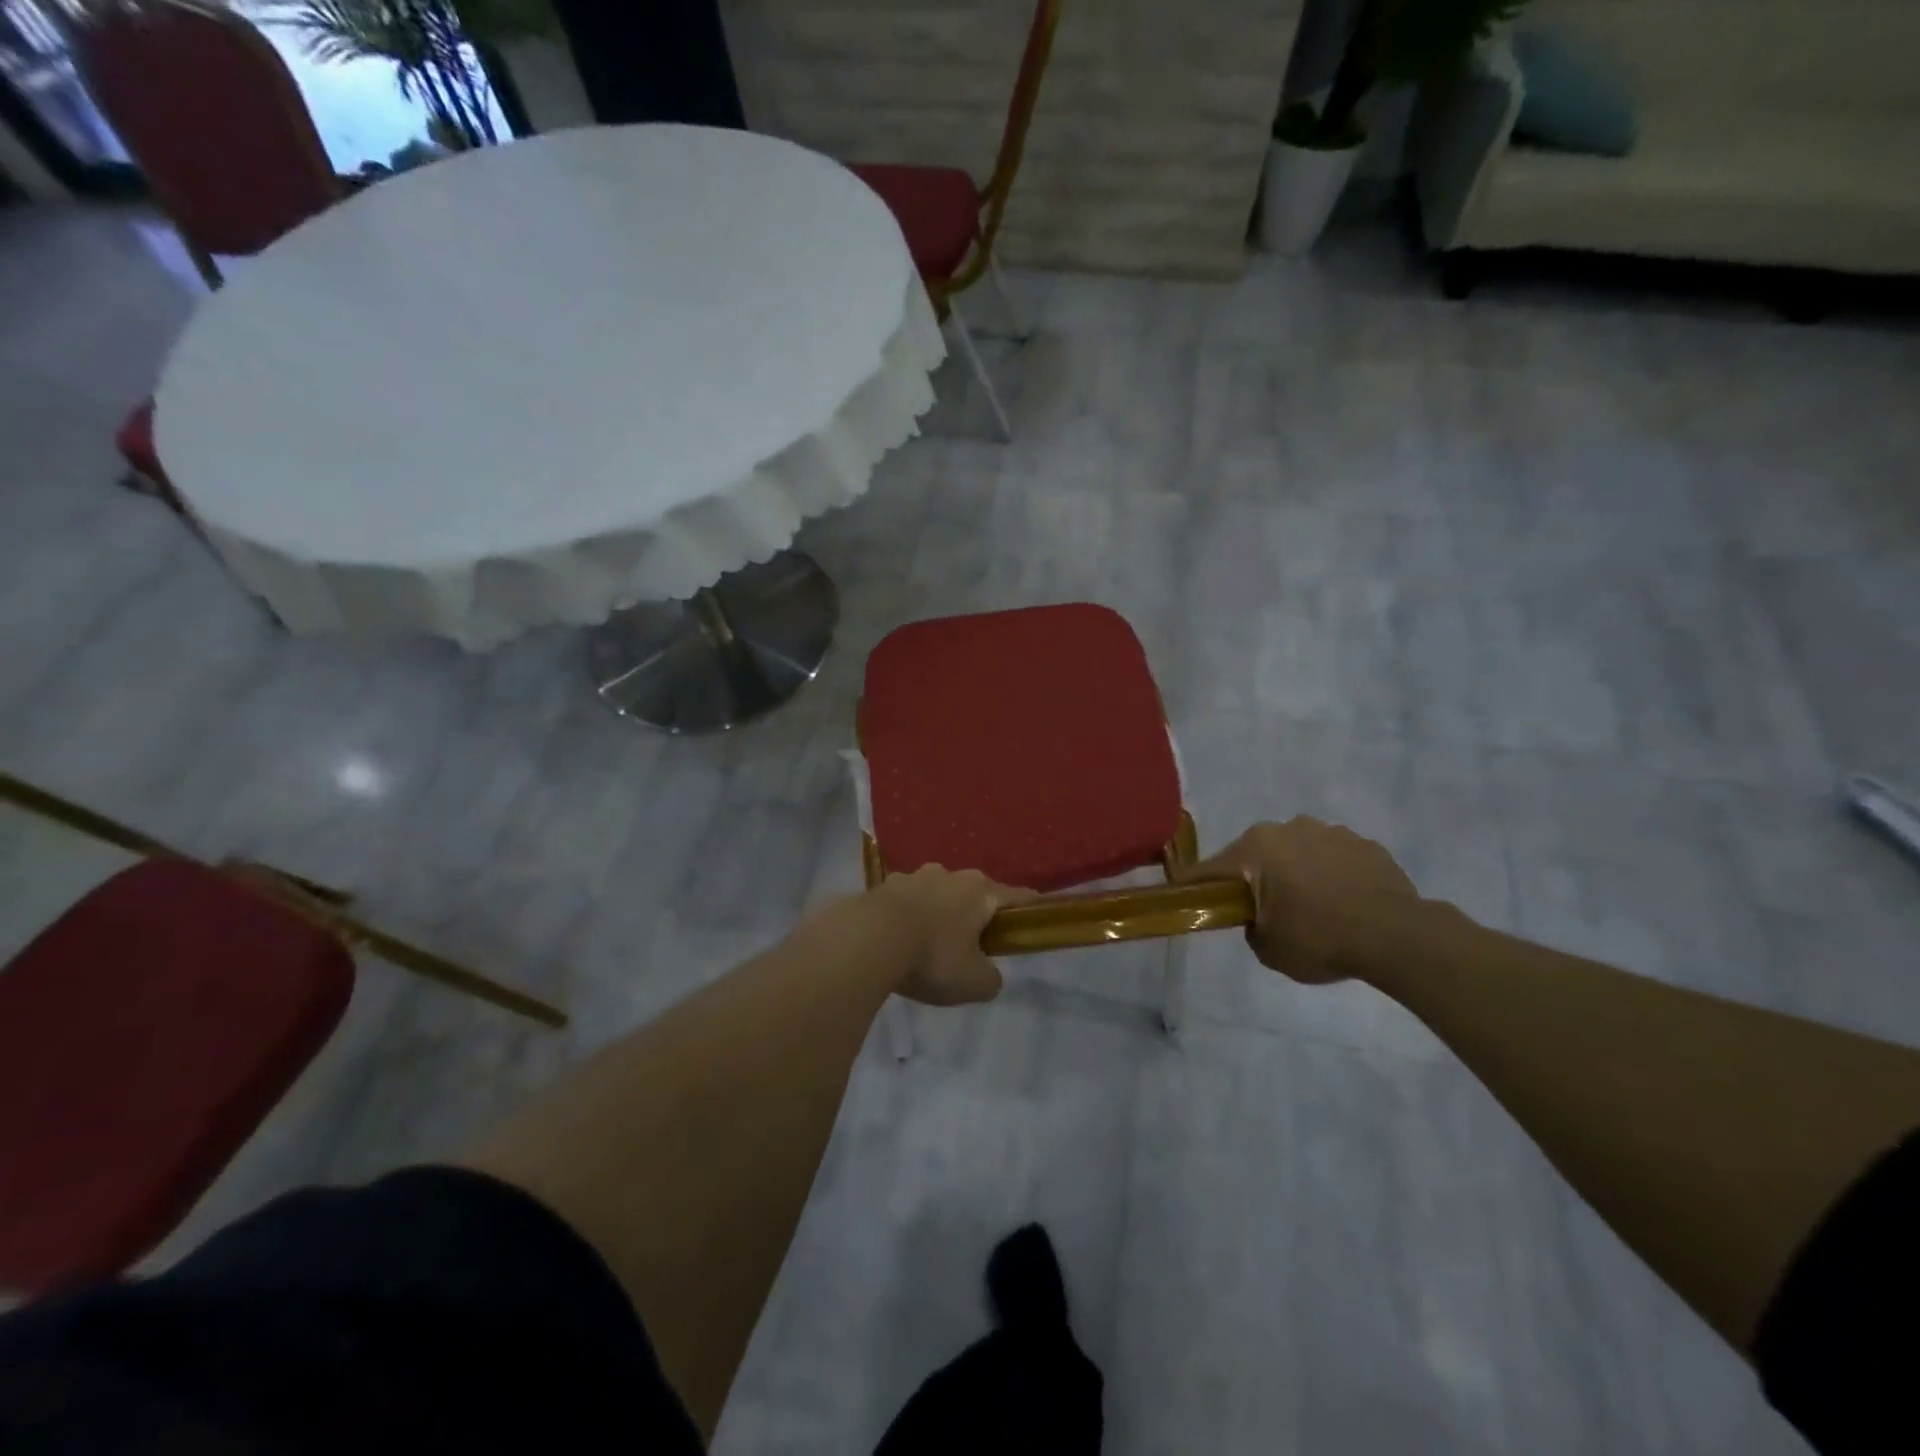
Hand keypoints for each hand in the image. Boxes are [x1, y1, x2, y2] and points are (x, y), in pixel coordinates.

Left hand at [869, 865, 1036, 1005]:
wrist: (866, 941)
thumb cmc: (932, 958)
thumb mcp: (974, 983)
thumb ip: (991, 978)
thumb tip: (987, 973)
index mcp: (980, 891)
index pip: (1017, 896)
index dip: (1030, 908)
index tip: (1036, 917)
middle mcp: (949, 874)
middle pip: (973, 893)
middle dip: (975, 914)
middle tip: (973, 945)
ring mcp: (912, 876)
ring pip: (935, 894)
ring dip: (937, 913)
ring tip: (929, 944)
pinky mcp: (881, 886)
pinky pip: (904, 903)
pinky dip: (906, 918)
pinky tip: (897, 941)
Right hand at [1178, 818, 1418, 982]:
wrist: (1398, 937)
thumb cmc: (1320, 938)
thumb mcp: (1268, 949)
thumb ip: (1251, 927)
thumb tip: (1260, 917)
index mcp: (1255, 848)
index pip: (1210, 870)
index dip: (1195, 887)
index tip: (1185, 898)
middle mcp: (1288, 828)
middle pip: (1257, 856)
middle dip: (1256, 879)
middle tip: (1266, 913)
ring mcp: (1331, 832)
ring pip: (1298, 853)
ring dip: (1297, 874)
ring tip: (1315, 910)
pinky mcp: (1365, 844)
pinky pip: (1334, 859)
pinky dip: (1332, 876)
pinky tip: (1345, 905)